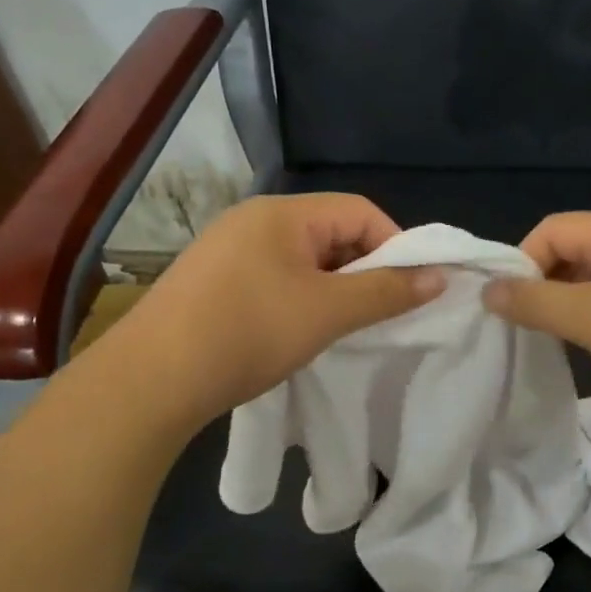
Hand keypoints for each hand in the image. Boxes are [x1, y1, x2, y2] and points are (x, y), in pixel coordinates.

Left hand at [110, 194, 442, 432]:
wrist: (151, 380)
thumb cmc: (248, 332)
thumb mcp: (327, 312)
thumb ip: (387, 291)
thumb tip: (440, 277)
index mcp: (282, 213)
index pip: (360, 211)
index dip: (396, 245)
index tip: (411, 289)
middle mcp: (254, 220)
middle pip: (331, 233)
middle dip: (363, 270)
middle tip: (379, 313)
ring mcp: (228, 250)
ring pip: (303, 260)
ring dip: (333, 289)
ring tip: (342, 328)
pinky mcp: (212, 282)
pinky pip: (274, 279)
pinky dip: (300, 300)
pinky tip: (298, 333)